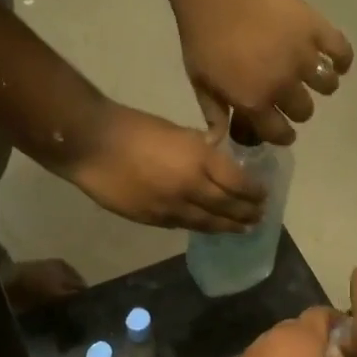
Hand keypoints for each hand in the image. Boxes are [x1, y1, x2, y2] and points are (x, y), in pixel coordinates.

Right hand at [61, 104, 265, 232]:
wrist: (92, 145)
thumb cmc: (134, 127)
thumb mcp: (177, 131)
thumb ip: (200, 148)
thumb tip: (216, 155)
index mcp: (199, 160)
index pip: (238, 183)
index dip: (254, 192)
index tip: (264, 195)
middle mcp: (191, 188)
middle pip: (227, 207)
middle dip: (247, 213)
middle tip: (260, 217)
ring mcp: (171, 207)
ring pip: (207, 222)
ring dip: (228, 227)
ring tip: (242, 229)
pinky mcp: (152, 219)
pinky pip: (183, 225)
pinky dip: (200, 226)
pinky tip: (208, 227)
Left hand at [173, 0, 352, 145]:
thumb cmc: (202, 32)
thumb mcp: (199, 79)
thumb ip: (213, 112)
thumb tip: (218, 142)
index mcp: (254, 101)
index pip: (279, 133)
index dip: (281, 134)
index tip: (282, 128)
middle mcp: (283, 85)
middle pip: (304, 111)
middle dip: (297, 109)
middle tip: (290, 94)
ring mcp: (303, 57)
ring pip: (327, 86)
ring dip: (322, 85)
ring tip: (313, 75)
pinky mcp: (317, 29)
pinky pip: (342, 53)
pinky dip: (342, 60)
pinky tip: (335, 60)